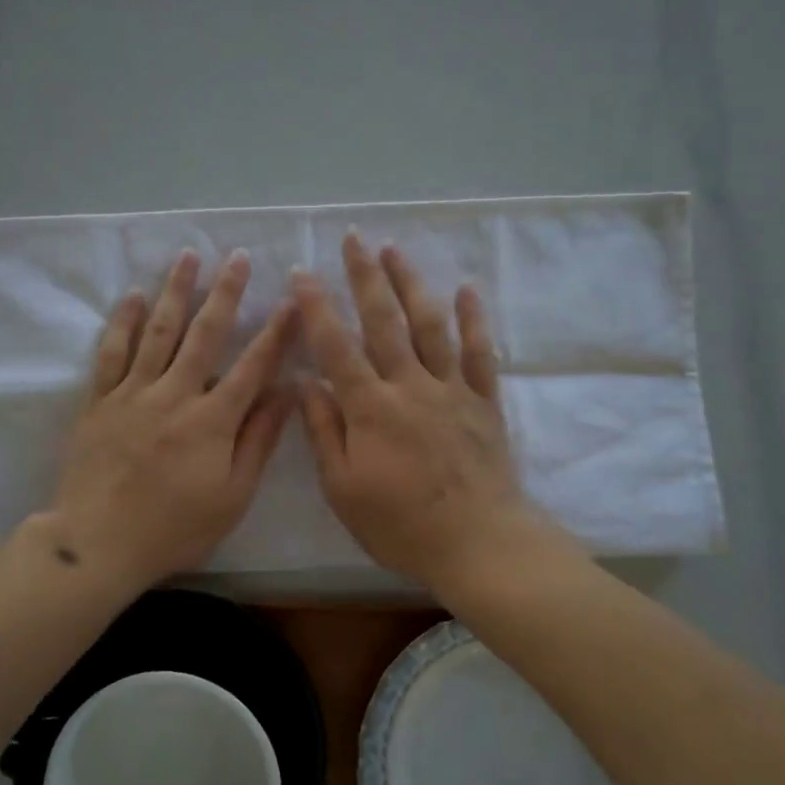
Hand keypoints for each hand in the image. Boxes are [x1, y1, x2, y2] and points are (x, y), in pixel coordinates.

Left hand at [49, 249, 295, 590]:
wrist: (97, 544)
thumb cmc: (174, 529)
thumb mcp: (232, 496)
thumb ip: (259, 441)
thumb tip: (287, 392)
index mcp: (211, 420)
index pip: (252, 366)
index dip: (275, 332)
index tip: (292, 300)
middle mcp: (174, 394)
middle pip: (204, 334)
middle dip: (225, 292)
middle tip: (237, 257)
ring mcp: (132, 394)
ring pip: (157, 331)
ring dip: (175, 291)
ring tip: (188, 256)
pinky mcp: (99, 401)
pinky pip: (111, 352)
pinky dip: (121, 321)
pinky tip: (132, 295)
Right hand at [292, 234, 545, 587]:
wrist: (479, 544)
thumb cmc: (401, 525)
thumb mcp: (344, 489)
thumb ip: (324, 432)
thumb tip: (304, 384)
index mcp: (371, 408)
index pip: (336, 346)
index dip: (316, 307)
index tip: (301, 273)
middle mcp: (410, 386)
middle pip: (385, 321)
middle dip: (366, 277)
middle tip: (354, 239)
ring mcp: (451, 390)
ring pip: (430, 325)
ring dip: (411, 284)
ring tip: (396, 251)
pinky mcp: (483, 402)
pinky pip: (479, 353)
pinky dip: (473, 319)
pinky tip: (466, 290)